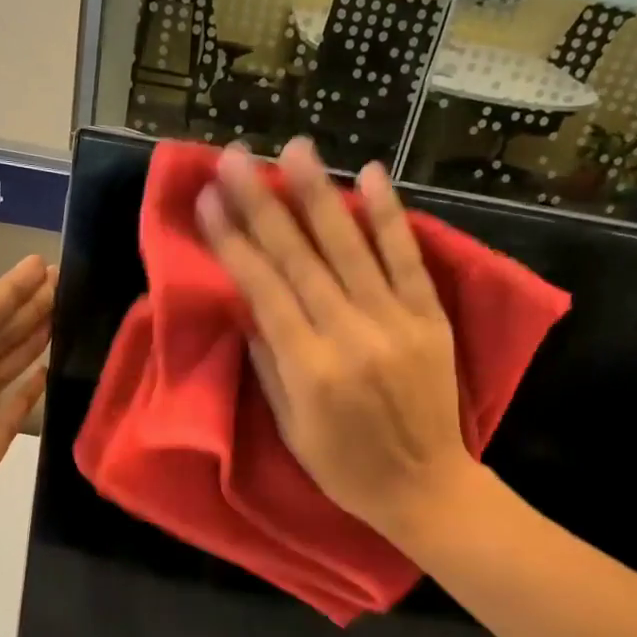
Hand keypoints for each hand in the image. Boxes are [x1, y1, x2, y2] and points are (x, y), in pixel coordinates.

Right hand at [197, 138, 476, 543]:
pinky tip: (373, 175)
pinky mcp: (429, 318)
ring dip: (320, 194)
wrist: (425, 487)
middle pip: (299, 259)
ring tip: (296, 148)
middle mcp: (350, 336)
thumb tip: (249, 307)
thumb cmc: (345, 468)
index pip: (264, 290)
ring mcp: (395, 322)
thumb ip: (269, 364)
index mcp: (310, 369)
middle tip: (236, 157)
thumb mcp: (290, 428)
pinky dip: (391, 217)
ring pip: (350, 248)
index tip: (207, 201)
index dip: (232, 242)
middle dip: (262, 203)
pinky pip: (407, 260)